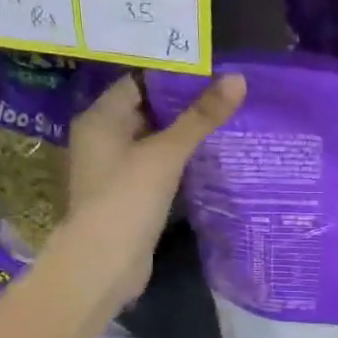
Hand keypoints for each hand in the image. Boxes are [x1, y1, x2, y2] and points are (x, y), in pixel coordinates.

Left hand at [58, 71, 245, 305]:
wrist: (104, 263)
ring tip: (225, 123)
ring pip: (153, 142)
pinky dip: (179, 163)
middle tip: (226, 96)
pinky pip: (156, 169)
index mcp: (100, 119)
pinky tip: (208, 161)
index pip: (137, 83)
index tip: (212, 74)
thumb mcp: (167, 153)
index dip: (173, 77)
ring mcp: (114, 170)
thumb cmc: (128, 198)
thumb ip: (201, 117)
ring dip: (183, 136)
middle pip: (146, 112)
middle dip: (183, 106)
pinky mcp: (128, 196)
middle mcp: (102, 139)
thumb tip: (238, 79)